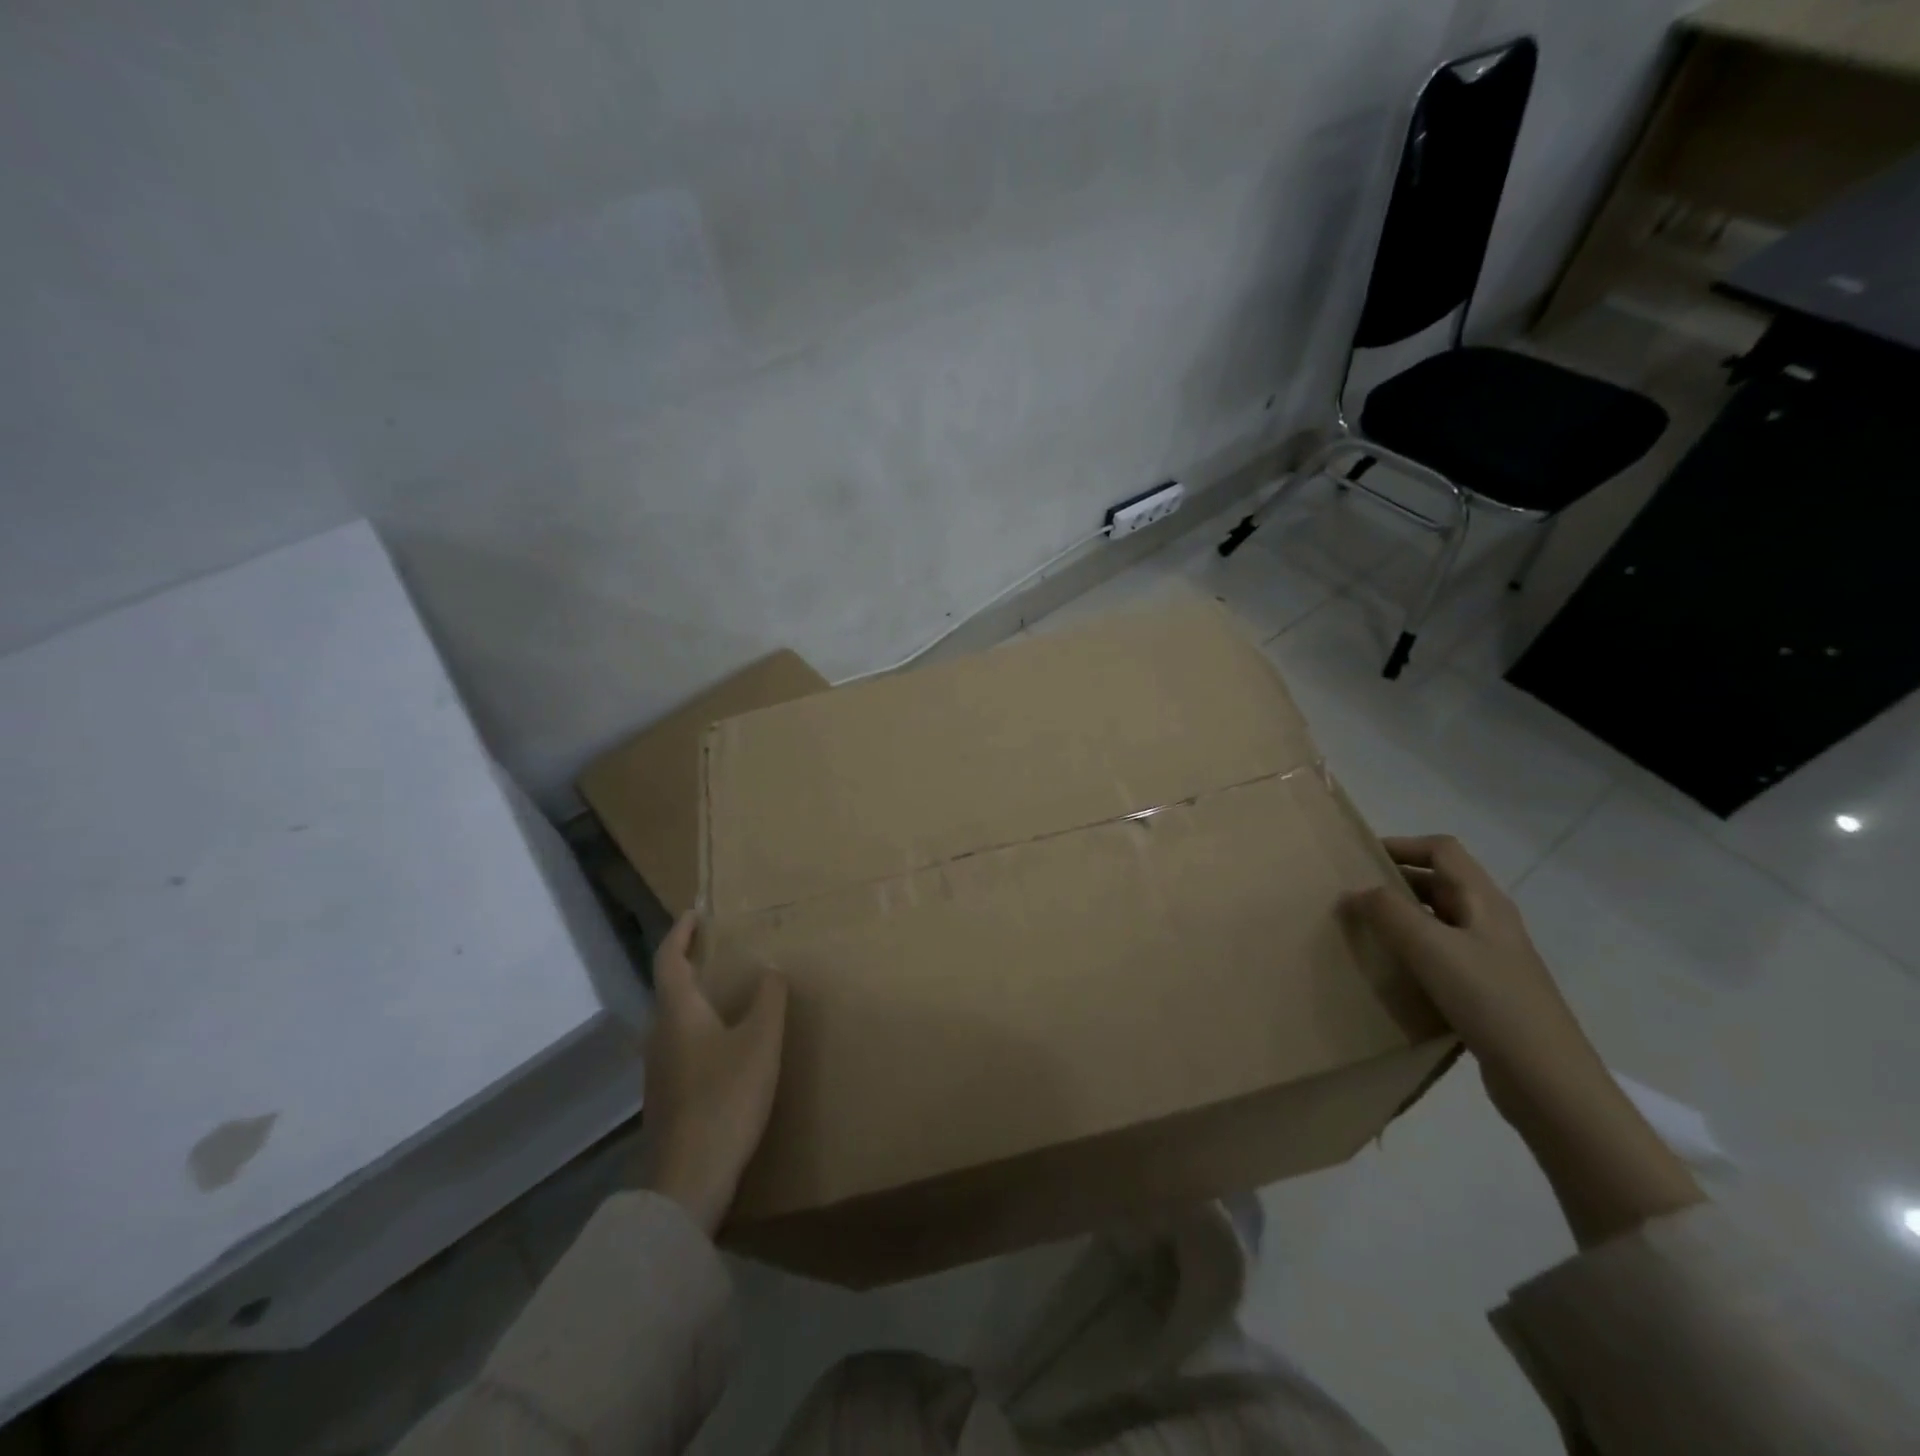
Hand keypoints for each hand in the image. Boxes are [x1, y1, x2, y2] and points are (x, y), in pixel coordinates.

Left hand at [641, 914, 787, 1235]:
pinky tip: (725, 1045)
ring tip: (728, 992)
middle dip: (690, 963)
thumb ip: (769, 1000)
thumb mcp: (761, 1042)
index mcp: (678, 1012)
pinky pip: (681, 1045)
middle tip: (720, 949)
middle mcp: (660, 1034)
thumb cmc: (726, 1097)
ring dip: (695, 997)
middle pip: (669, 987)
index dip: (681, 932)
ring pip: (674, 1019)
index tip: (696, 912)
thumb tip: (771, 970)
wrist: (689, 1178)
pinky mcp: (666, 1096)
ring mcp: (658, 1069)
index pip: (669, 958)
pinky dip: (699, 1028)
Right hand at [1341, 834, 1604, 1115]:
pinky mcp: (1485, 989)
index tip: (1360, 857)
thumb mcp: (1431, 948)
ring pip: (1437, 920)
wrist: (1546, 1080)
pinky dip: (1411, 951)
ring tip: (1363, 931)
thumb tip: (1356, 892)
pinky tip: (1390, 971)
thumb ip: (1389, 912)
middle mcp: (1489, 920)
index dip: (1401, 845)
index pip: (1441, 850)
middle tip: (1352, 895)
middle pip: (1438, 882)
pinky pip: (1440, 954)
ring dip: (1400, 917)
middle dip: (1394, 881)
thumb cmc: (1489, 1000)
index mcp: (1483, 901)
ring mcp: (1490, 957)